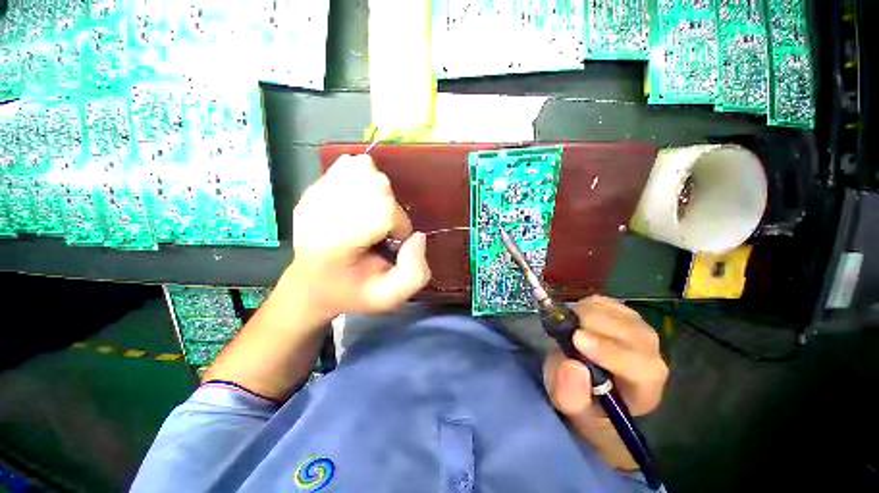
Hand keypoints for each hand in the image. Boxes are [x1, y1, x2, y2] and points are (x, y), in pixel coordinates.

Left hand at [287, 154, 431, 317]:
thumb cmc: (353, 291)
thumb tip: (416, 236)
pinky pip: (350, 165)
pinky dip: (364, 179)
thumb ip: (414, 273)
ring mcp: (313, 195)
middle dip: (391, 207)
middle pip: (376, 185)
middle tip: (381, 230)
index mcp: (334, 244)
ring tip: (369, 215)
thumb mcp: (389, 297)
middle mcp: (318, 213)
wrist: (311, 283)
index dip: (401, 223)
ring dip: (378, 192)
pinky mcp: (313, 187)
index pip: (383, 210)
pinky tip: (359, 203)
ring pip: (364, 169)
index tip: (395, 240)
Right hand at [543, 296, 667, 469]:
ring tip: (566, 327)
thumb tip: (571, 365)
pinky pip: (604, 301)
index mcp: (644, 387)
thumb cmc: (582, 399)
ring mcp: (636, 328)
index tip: (577, 340)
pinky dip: (584, 305)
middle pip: (632, 331)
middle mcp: (649, 354)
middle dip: (593, 324)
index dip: (610, 351)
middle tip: (562, 327)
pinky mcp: (620, 312)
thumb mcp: (569, 405)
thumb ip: (569, 393)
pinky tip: (574, 319)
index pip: (641, 367)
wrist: (587, 382)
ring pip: (616, 312)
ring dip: (585, 314)